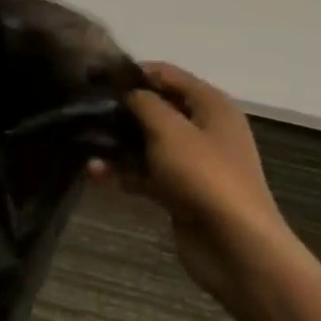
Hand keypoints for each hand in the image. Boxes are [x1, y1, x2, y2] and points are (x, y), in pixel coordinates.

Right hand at [106, 62, 296, 303]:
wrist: (236, 248)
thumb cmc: (204, 176)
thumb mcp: (169, 129)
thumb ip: (143, 103)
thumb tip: (128, 94)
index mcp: (210, 105)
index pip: (166, 74)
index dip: (132, 73)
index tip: (95, 77)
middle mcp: (204, 128)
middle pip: (155, 108)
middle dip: (121, 110)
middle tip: (85, 110)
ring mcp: (193, 162)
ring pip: (147, 142)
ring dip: (118, 144)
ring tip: (86, 144)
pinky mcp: (180, 191)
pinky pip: (147, 172)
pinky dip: (124, 171)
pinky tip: (96, 173)